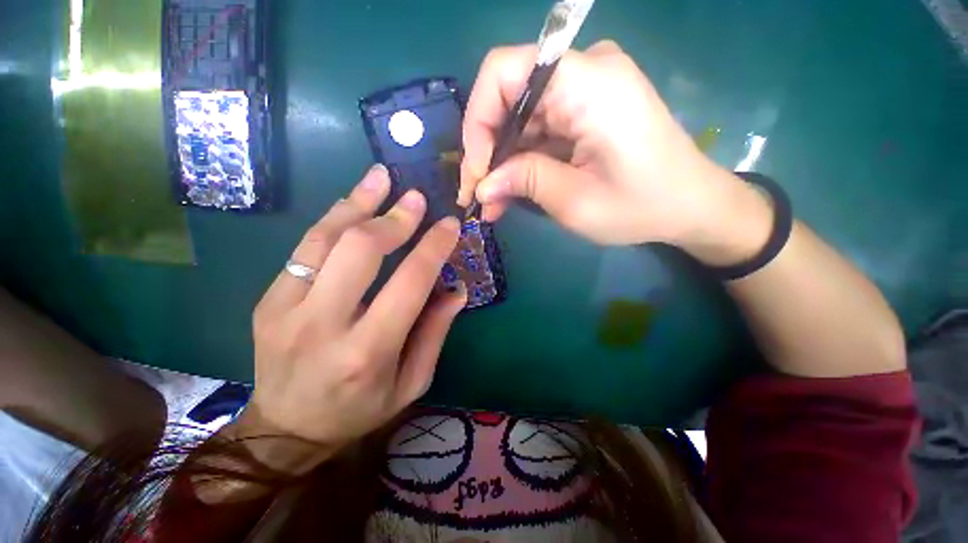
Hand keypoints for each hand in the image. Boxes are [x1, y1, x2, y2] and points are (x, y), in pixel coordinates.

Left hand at [238, 165, 465, 469]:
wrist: (287, 429)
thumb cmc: (360, 409)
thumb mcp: (411, 382)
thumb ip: (435, 332)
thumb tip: (457, 289)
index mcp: (368, 351)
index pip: (409, 282)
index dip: (433, 247)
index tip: (449, 225)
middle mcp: (324, 325)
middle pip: (360, 250)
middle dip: (393, 217)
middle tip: (416, 198)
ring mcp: (285, 309)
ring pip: (324, 239)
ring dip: (358, 203)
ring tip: (381, 178)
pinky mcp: (269, 300)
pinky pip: (304, 247)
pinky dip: (333, 219)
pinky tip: (353, 202)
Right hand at [460, 41, 761, 255]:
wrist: (690, 206)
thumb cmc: (641, 206)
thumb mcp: (576, 202)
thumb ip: (525, 182)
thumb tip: (482, 185)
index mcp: (588, 82)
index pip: (504, 72)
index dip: (478, 121)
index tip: (477, 171)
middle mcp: (585, 72)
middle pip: (509, 99)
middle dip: (487, 151)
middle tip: (477, 195)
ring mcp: (585, 91)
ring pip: (520, 121)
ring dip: (502, 164)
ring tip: (491, 204)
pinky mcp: (585, 111)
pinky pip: (538, 131)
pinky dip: (521, 163)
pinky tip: (509, 193)